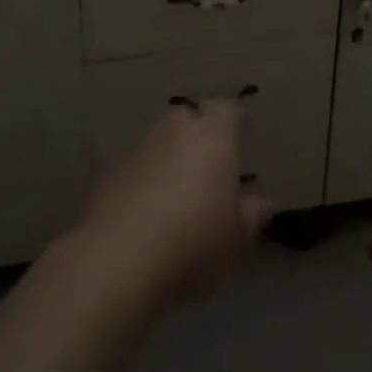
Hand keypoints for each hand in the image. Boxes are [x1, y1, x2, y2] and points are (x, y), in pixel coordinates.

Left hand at [75, 102, 273, 314]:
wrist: (120, 259)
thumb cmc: (194, 242)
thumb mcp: (235, 240)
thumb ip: (250, 217)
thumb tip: (261, 204)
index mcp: (212, 136)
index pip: (227, 111)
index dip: (234, 123)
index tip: (242, 137)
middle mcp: (175, 131)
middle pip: (189, 122)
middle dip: (197, 139)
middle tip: (207, 171)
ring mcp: (139, 150)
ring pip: (159, 145)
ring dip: (168, 162)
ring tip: (176, 199)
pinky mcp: (110, 174)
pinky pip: (136, 171)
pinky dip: (143, 184)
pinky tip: (145, 217)